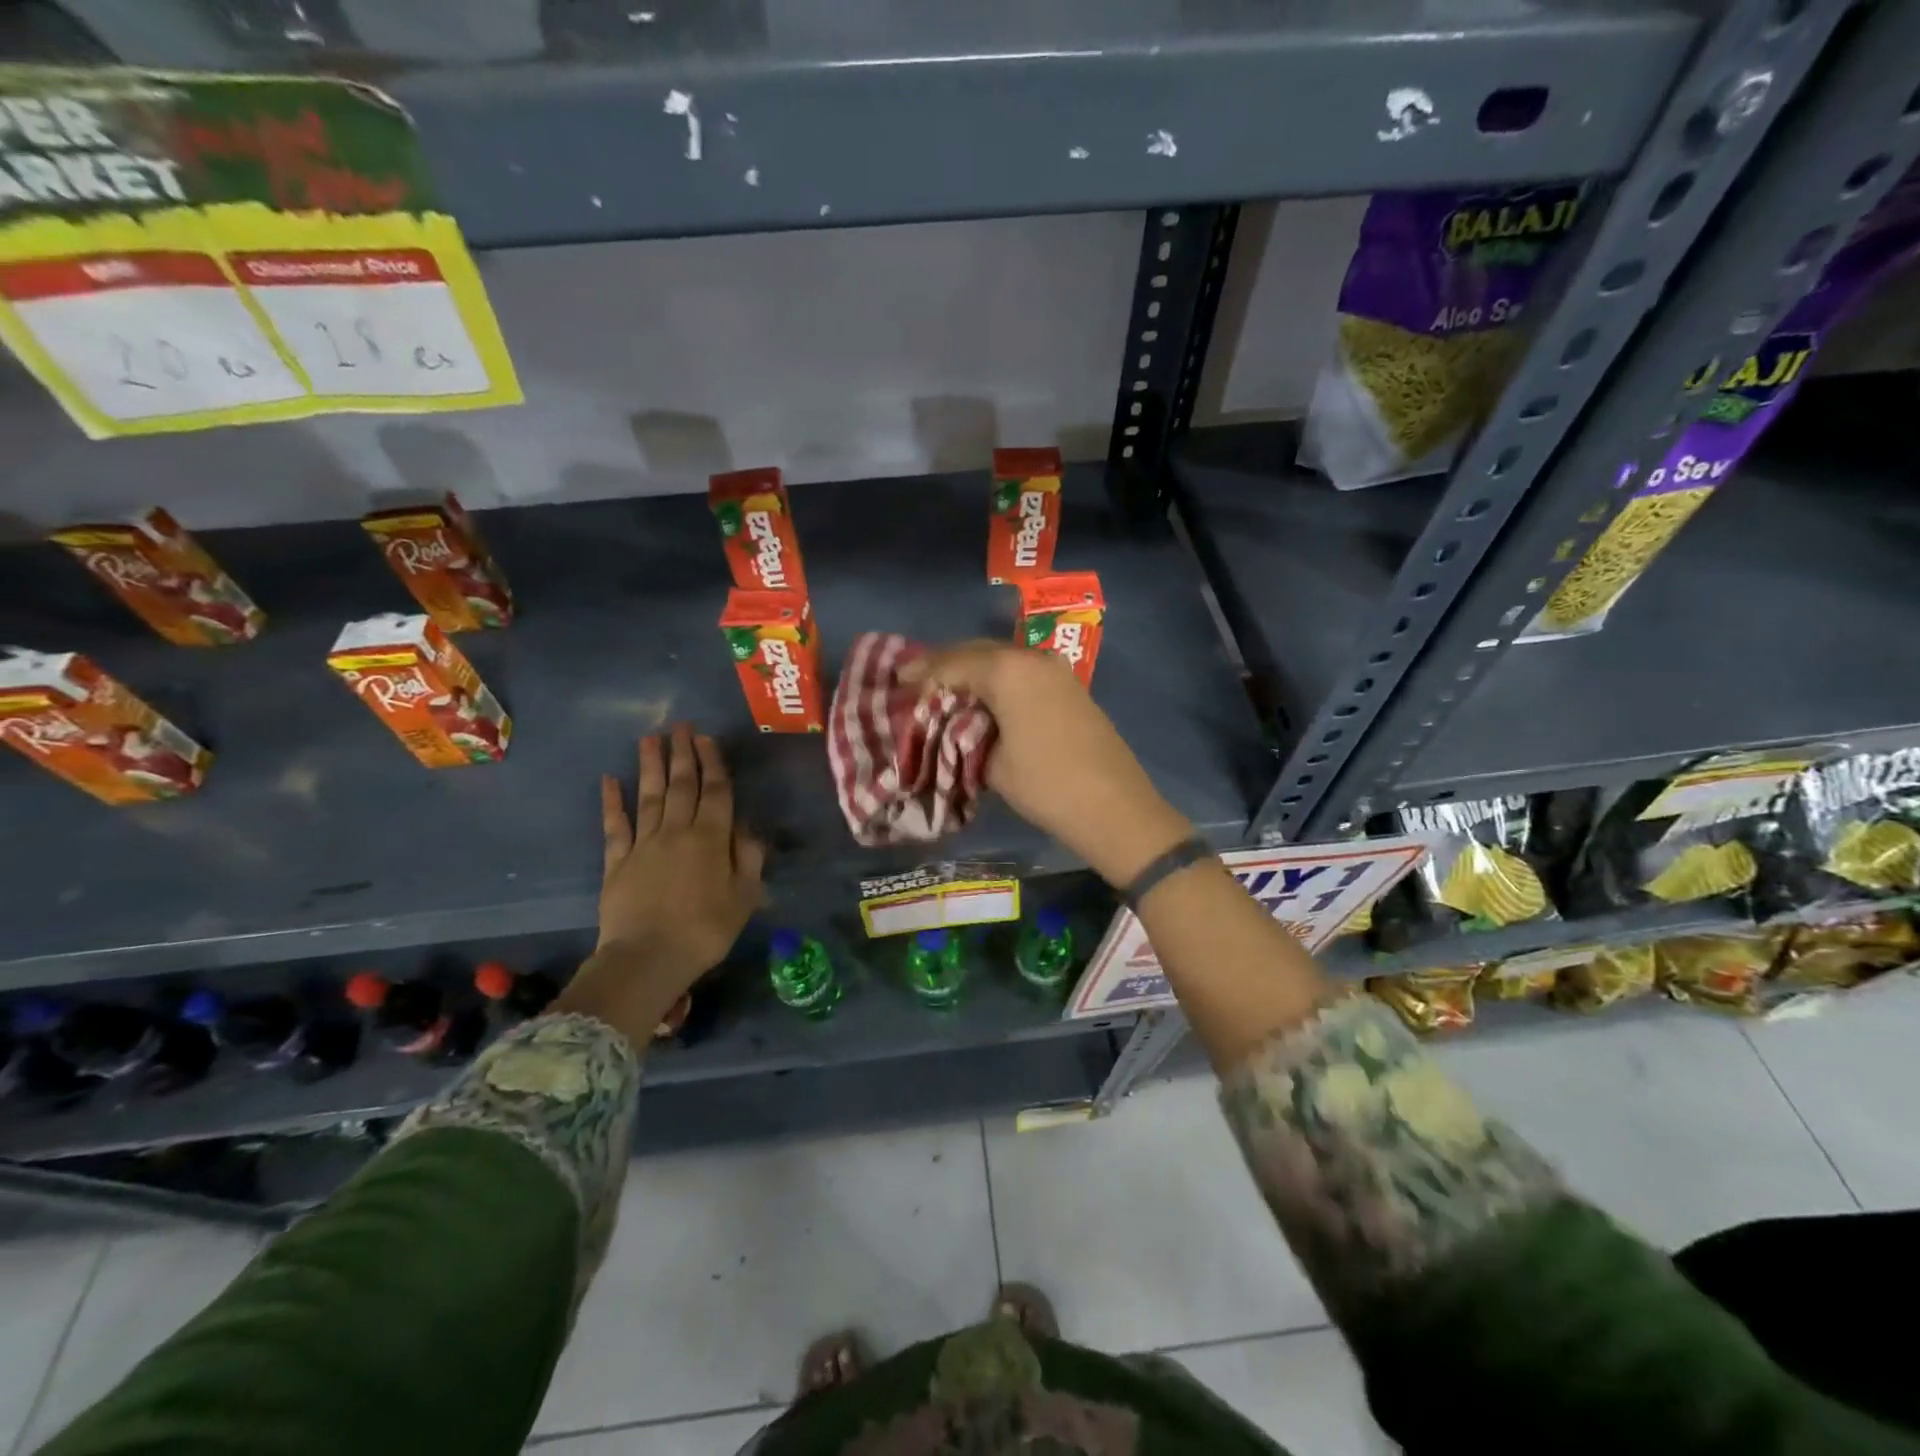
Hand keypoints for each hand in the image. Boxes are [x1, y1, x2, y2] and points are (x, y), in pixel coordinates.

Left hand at [554, 726, 764, 1048]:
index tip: (707, 738)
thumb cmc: (706, 930)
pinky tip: (609, 779)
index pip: (716, 791)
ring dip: (650, 765)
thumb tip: (746, 826)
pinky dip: (611, 802)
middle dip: (682, 753)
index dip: (713, 762)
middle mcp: (677, 831)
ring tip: (650, 738)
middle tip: (680, 725)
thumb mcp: (745, 897)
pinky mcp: (616, 862)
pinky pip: (614, 826)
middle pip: (681, 785)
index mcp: (711, 838)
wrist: (647, 959)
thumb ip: (749, 857)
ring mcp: (643, 844)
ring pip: (649, 796)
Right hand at [908, 642, 1193, 887]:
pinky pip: (1022, 672)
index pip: (953, 663)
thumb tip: (955, 724)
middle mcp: (1031, 659)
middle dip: (945, 664)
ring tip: (944, 687)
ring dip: (973, 670)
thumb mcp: (992, 763)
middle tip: (915, 679)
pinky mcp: (1069, 687)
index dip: (922, 672)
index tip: (897, 680)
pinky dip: (997, 680)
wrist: (1114, 807)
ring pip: (1002, 660)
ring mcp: (1056, 670)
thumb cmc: (1046, 785)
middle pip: (978, 652)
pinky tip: (983, 696)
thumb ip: (966, 733)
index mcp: (1007, 671)